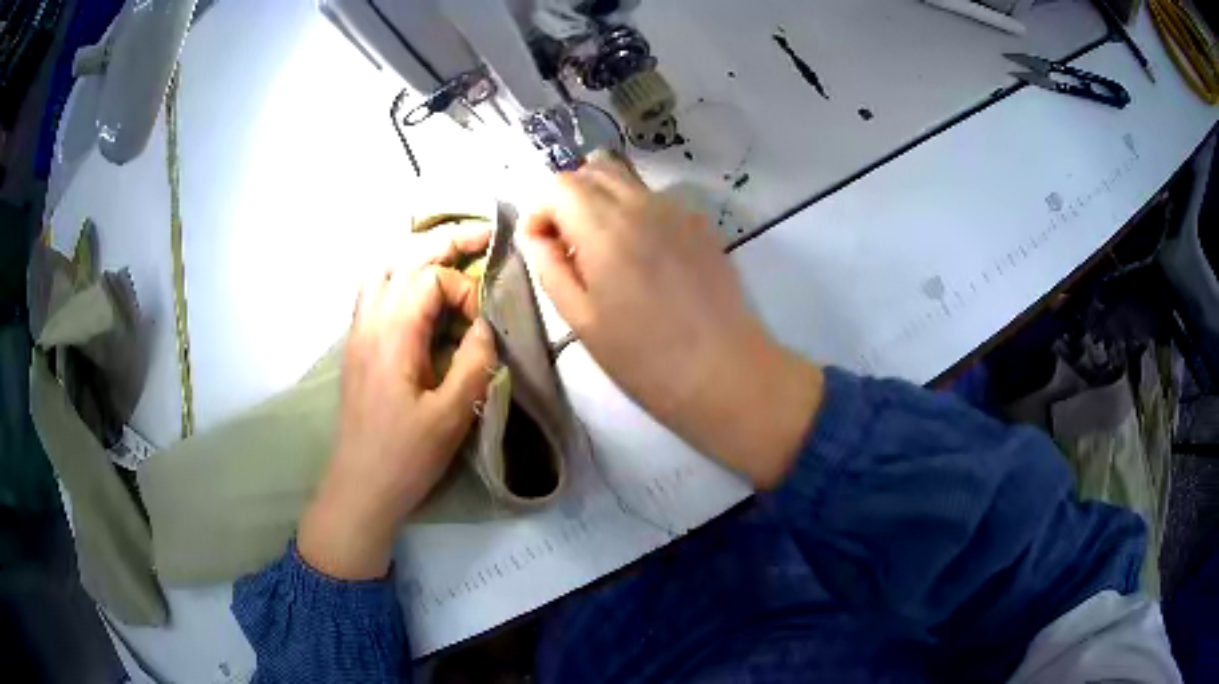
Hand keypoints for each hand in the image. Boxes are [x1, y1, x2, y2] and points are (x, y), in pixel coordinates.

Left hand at [300, 225, 497, 579]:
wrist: (360, 487)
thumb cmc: (405, 456)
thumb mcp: (451, 415)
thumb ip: (475, 362)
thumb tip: (486, 326)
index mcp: (392, 334)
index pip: (430, 279)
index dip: (464, 289)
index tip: (483, 324)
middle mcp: (369, 321)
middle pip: (403, 258)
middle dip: (446, 242)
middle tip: (483, 236)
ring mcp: (358, 331)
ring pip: (382, 269)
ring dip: (417, 255)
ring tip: (451, 256)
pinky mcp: (357, 346)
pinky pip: (373, 291)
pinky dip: (398, 276)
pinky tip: (418, 292)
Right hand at [522, 153, 823, 487]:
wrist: (725, 371)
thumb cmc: (644, 357)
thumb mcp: (580, 319)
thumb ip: (549, 266)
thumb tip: (535, 235)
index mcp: (604, 227)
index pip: (559, 185)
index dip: (542, 211)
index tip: (544, 247)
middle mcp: (641, 204)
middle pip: (593, 170)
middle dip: (570, 198)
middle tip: (570, 246)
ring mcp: (677, 210)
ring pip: (626, 180)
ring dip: (603, 201)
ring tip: (607, 252)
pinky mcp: (701, 224)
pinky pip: (656, 200)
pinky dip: (636, 213)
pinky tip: (646, 259)